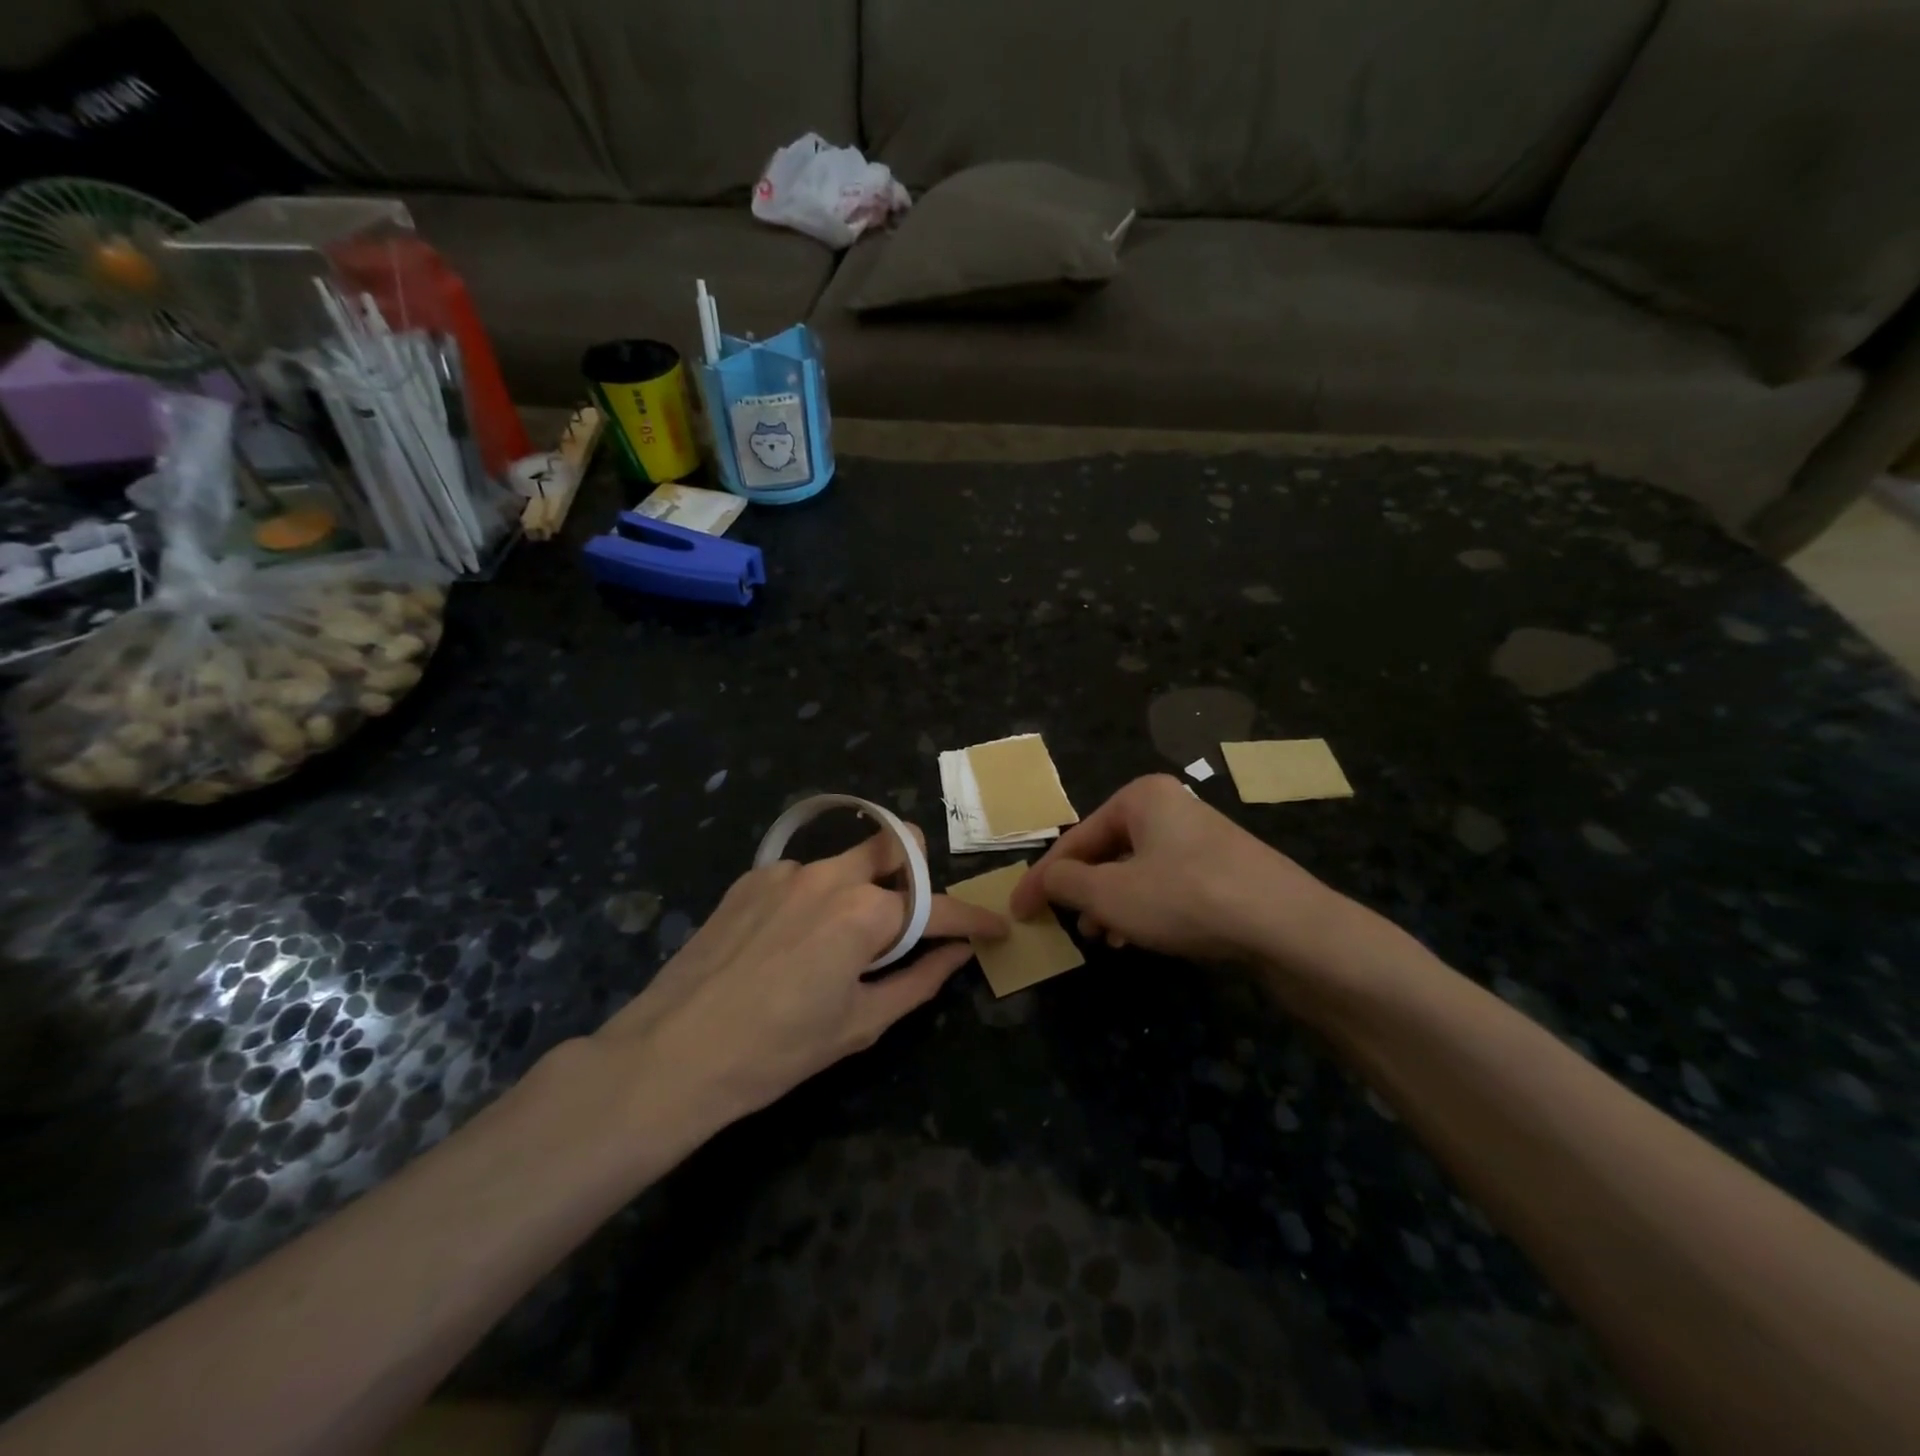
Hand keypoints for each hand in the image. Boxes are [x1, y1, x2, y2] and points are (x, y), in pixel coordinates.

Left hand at [590, 823, 1006, 1127]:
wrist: (672, 1054)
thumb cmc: (776, 1051)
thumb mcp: (859, 1024)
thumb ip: (918, 981)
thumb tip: (956, 954)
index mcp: (864, 914)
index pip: (937, 908)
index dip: (973, 919)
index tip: (995, 929)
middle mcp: (829, 876)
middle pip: (895, 844)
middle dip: (917, 871)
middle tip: (912, 917)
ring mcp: (786, 871)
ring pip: (847, 859)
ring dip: (864, 886)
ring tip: (841, 940)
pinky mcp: (750, 877)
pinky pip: (803, 874)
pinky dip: (816, 897)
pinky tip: (791, 940)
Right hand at [1010, 774, 1342, 968]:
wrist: (1286, 925)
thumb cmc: (1185, 898)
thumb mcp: (1110, 894)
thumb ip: (1066, 884)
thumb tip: (1049, 880)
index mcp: (1141, 798)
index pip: (1076, 838)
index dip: (1043, 878)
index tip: (1020, 910)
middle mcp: (1171, 807)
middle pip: (1107, 851)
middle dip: (1082, 890)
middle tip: (1064, 924)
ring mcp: (1201, 838)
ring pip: (1137, 870)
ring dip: (1111, 904)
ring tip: (1100, 938)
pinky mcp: (1223, 868)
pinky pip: (1167, 884)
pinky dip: (1145, 908)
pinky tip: (1138, 939)